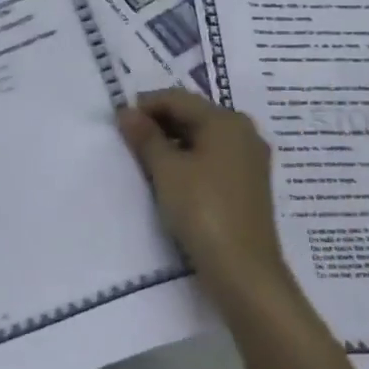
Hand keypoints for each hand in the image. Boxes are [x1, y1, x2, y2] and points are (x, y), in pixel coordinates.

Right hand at [117, 89, 295, 314]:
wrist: (243, 270)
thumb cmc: (202, 211)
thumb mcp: (166, 171)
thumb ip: (145, 137)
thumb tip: (126, 112)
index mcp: (226, 121)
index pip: (178, 99)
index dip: (145, 105)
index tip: (118, 121)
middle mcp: (244, 132)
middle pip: (193, 115)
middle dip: (159, 123)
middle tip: (127, 140)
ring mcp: (250, 159)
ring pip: (203, 137)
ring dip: (173, 142)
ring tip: (144, 159)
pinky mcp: (249, 184)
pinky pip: (214, 157)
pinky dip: (189, 159)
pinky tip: (170, 176)